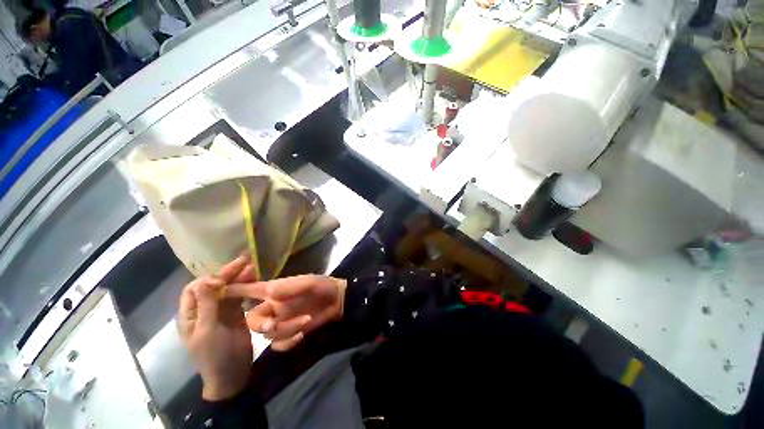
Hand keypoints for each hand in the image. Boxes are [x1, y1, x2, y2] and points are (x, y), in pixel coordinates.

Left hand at [178, 256, 257, 400]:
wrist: (232, 373)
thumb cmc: (215, 354)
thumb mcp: (208, 330)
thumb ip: (207, 305)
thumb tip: (206, 279)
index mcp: (191, 315)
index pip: (194, 289)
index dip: (208, 280)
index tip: (224, 277)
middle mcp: (204, 310)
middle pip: (213, 286)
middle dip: (227, 274)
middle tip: (245, 261)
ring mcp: (221, 312)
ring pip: (228, 290)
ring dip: (239, 278)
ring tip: (253, 267)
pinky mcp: (235, 314)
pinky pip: (239, 297)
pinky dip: (246, 287)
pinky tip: (254, 279)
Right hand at [226, 275, 346, 350]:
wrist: (337, 301)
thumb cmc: (322, 286)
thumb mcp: (309, 283)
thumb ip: (290, 287)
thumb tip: (269, 291)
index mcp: (274, 292)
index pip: (250, 291)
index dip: (234, 291)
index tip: (216, 293)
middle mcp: (273, 307)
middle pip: (253, 321)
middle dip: (261, 325)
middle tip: (272, 325)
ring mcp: (281, 322)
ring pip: (267, 335)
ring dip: (285, 331)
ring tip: (305, 321)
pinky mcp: (290, 334)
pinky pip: (279, 344)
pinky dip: (288, 341)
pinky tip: (302, 334)